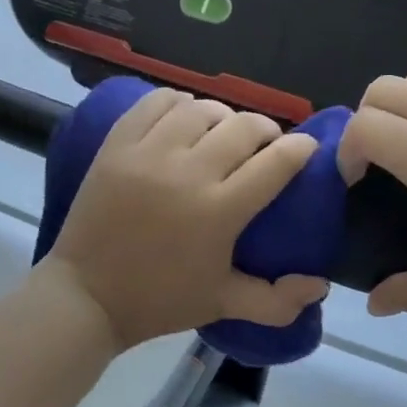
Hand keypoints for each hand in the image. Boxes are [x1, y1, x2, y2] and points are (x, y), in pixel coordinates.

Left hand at [40, 88, 328, 348]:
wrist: (87, 295)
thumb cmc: (158, 301)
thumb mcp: (222, 304)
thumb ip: (276, 300)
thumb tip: (320, 285)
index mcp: (219, 211)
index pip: (276, 162)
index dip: (299, 150)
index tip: (304, 150)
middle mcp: (187, 172)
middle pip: (243, 126)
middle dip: (265, 131)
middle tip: (263, 146)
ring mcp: (147, 153)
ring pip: (200, 109)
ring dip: (221, 117)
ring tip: (220, 134)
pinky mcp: (116, 144)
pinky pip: (155, 103)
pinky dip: (177, 103)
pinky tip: (182, 119)